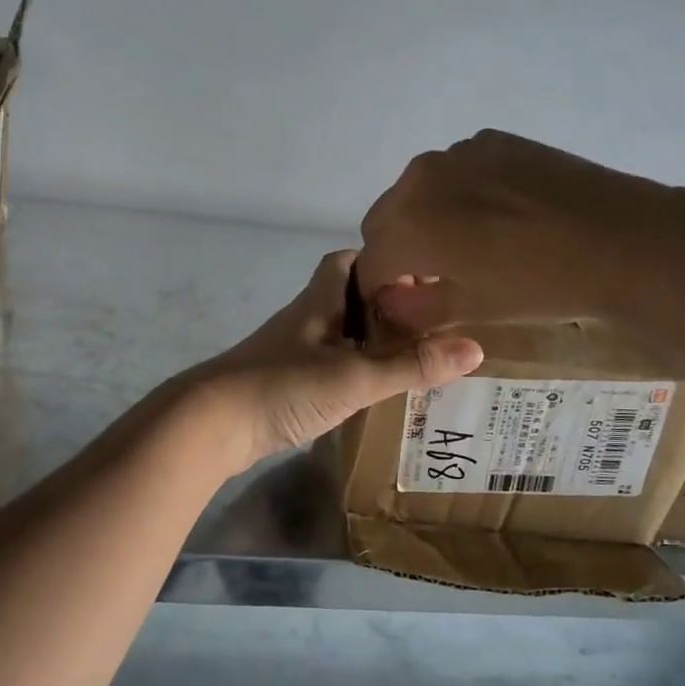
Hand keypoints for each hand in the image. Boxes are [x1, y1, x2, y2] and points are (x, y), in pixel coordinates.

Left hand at [186, 251, 482, 472]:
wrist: (210, 425)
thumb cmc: (281, 386)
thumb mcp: (354, 376)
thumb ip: (410, 365)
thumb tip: (474, 348)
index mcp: (318, 302)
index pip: (346, 261)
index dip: (380, 260)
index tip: (420, 274)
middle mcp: (305, 320)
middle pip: (346, 299)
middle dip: (384, 306)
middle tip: (431, 322)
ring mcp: (291, 353)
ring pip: (338, 336)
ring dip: (370, 342)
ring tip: (416, 357)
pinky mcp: (284, 385)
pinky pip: (328, 368)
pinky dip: (353, 373)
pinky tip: (375, 393)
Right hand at [359, 130, 684, 333]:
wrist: (624, 239)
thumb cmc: (540, 285)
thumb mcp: (470, 310)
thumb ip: (413, 308)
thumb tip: (389, 299)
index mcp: (406, 224)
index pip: (370, 262)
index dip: (381, 289)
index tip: (404, 304)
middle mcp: (419, 178)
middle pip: (385, 220)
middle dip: (398, 249)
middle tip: (435, 276)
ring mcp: (457, 152)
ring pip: (418, 191)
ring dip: (426, 218)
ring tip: (471, 242)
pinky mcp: (492, 140)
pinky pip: (455, 170)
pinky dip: (459, 193)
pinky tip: (500, 213)